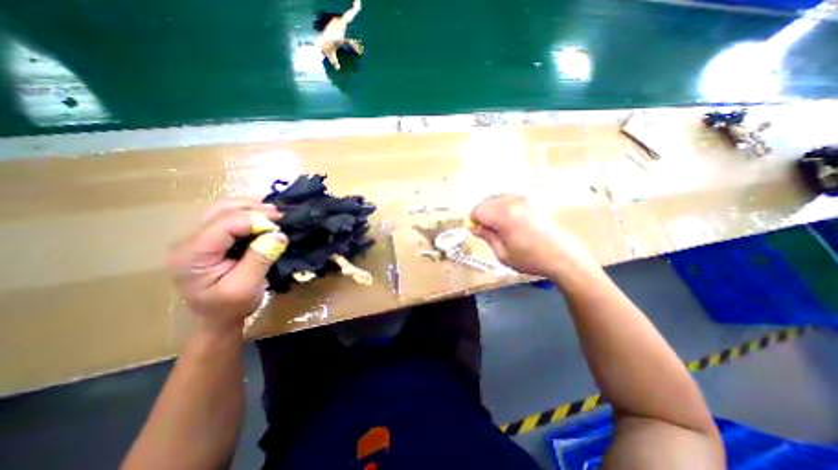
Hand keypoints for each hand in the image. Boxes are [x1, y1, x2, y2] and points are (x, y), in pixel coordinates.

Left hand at [166, 200, 288, 334]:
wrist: (216, 320)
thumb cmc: (229, 308)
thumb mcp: (245, 288)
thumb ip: (259, 259)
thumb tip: (279, 234)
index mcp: (193, 255)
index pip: (224, 224)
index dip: (255, 221)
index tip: (280, 227)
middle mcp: (189, 241)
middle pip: (220, 210)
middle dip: (253, 208)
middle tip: (280, 214)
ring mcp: (198, 239)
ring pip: (223, 209)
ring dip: (251, 208)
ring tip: (275, 212)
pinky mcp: (210, 240)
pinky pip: (228, 217)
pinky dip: (248, 213)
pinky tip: (264, 216)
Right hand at [470, 194, 594, 278]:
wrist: (564, 257)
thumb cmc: (530, 259)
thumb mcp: (502, 254)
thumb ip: (486, 237)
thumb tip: (474, 228)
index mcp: (504, 215)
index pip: (478, 210)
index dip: (474, 221)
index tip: (479, 232)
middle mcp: (513, 201)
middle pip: (487, 202)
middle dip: (483, 215)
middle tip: (490, 230)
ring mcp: (525, 199)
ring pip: (498, 199)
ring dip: (494, 211)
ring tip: (503, 227)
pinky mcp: (533, 200)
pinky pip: (511, 199)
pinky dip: (505, 208)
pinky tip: (514, 222)